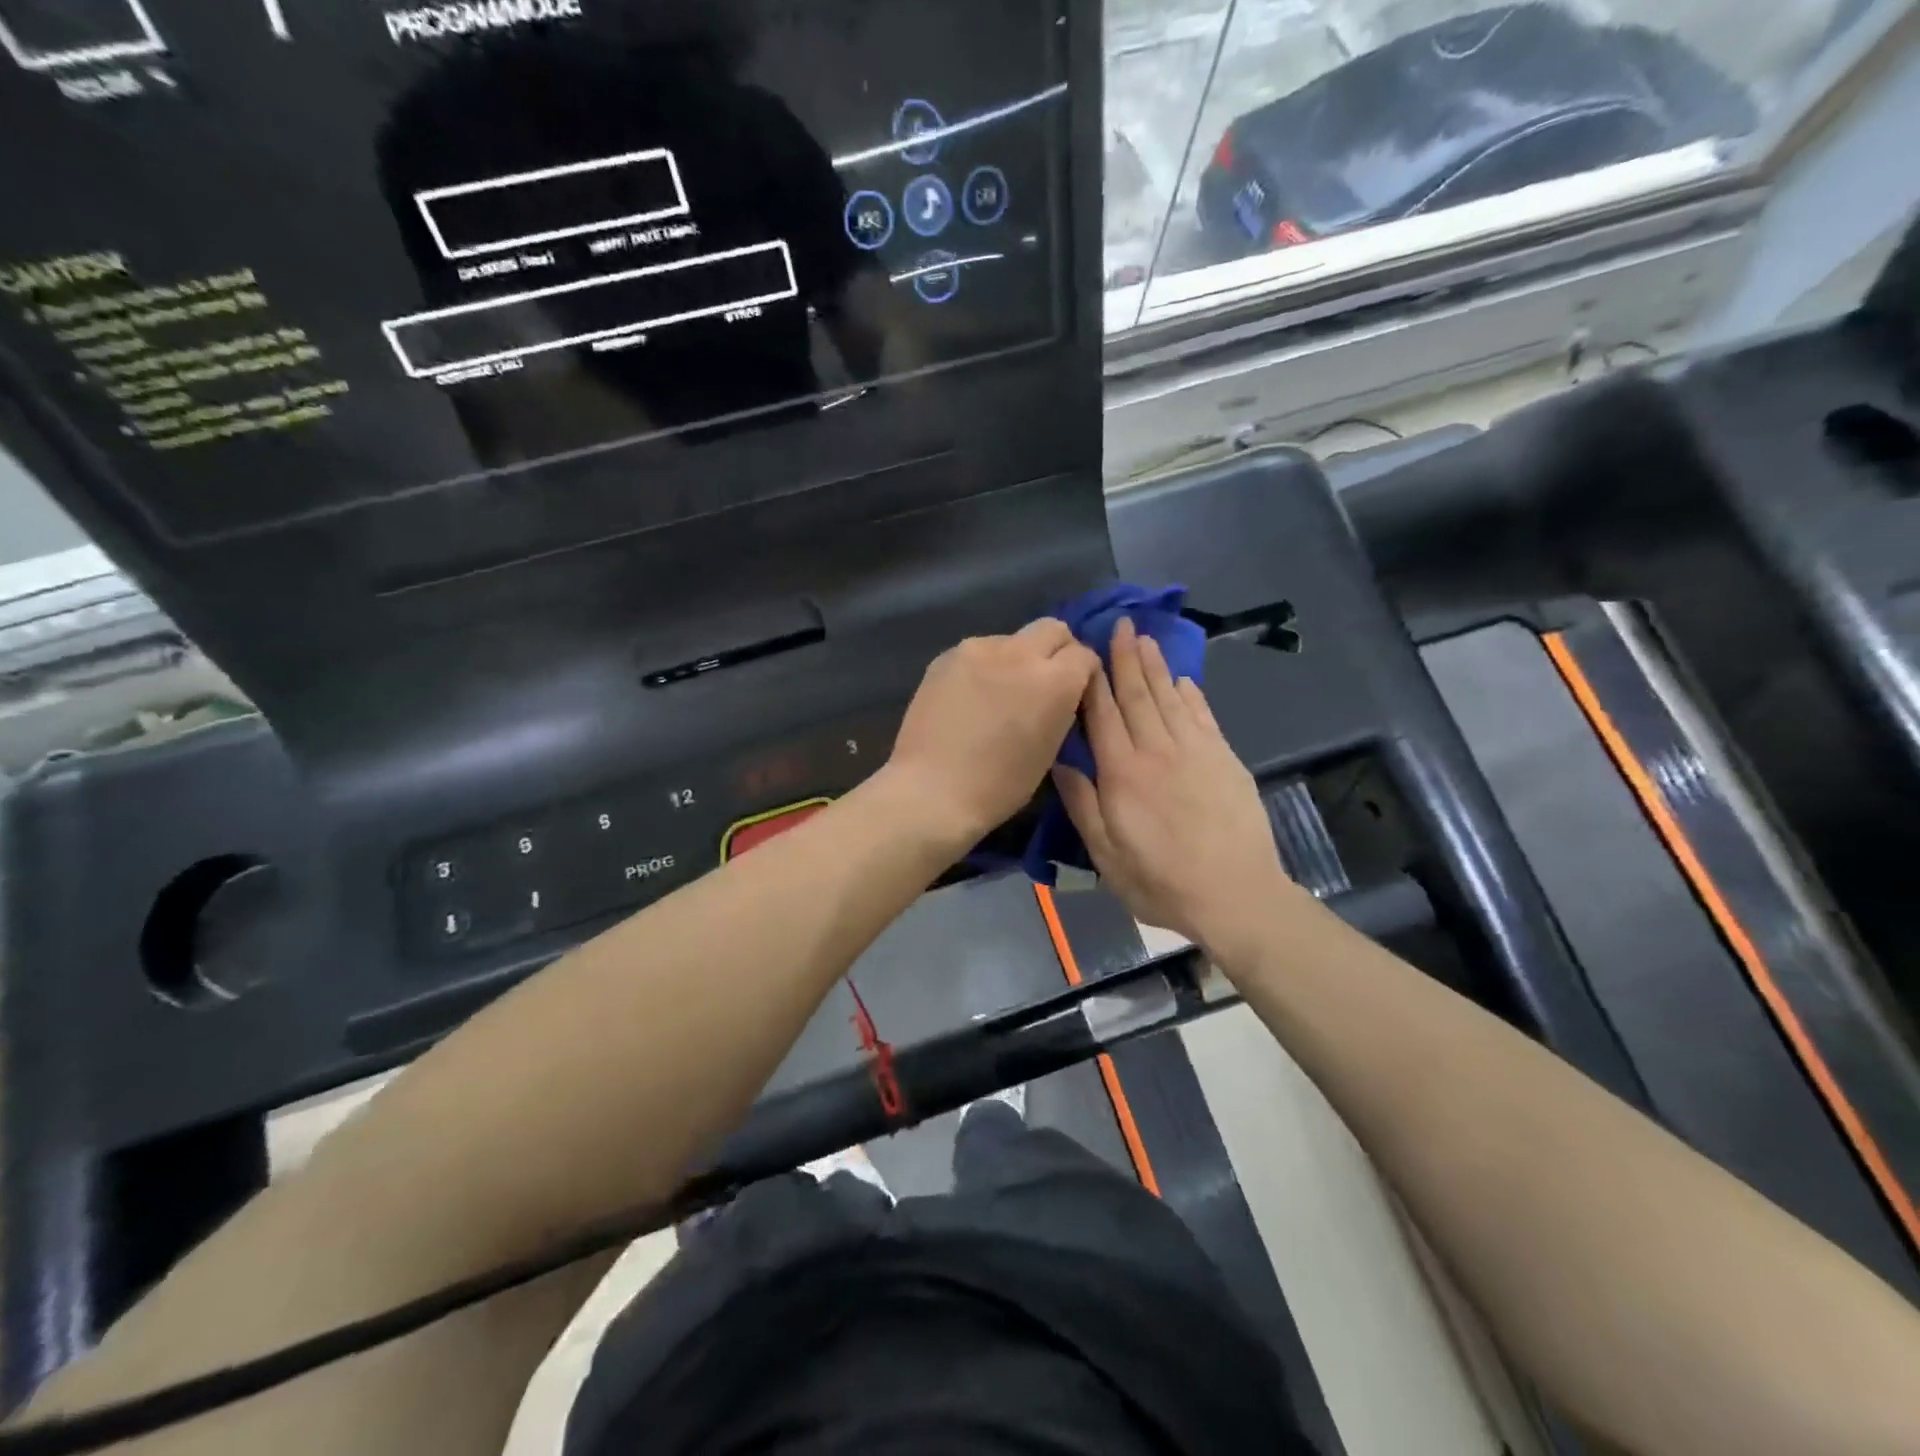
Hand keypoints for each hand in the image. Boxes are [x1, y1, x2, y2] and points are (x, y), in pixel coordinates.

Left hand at [884, 619, 1099, 847]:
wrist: (932, 791)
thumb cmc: (999, 786)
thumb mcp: (1050, 751)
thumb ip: (1061, 709)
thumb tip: (1061, 693)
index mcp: (1055, 681)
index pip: (1084, 655)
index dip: (1084, 673)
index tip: (1076, 692)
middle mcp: (1020, 653)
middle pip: (1052, 629)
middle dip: (1056, 650)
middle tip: (1045, 682)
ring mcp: (979, 649)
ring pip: (1012, 639)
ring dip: (1017, 658)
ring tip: (1001, 692)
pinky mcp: (947, 655)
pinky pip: (979, 651)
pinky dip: (985, 667)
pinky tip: (972, 696)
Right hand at [1055, 618, 1297, 955]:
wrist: (1235, 895)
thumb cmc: (1160, 882)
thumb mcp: (1106, 854)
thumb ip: (1082, 804)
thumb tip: (1060, 760)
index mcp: (1122, 773)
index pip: (1102, 715)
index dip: (1093, 681)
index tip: (1086, 651)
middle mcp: (1157, 751)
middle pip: (1137, 695)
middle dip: (1125, 658)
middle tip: (1120, 625)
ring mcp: (1196, 752)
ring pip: (1170, 698)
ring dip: (1156, 666)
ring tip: (1145, 638)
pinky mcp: (1225, 759)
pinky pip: (1203, 716)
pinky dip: (1191, 694)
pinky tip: (1183, 679)